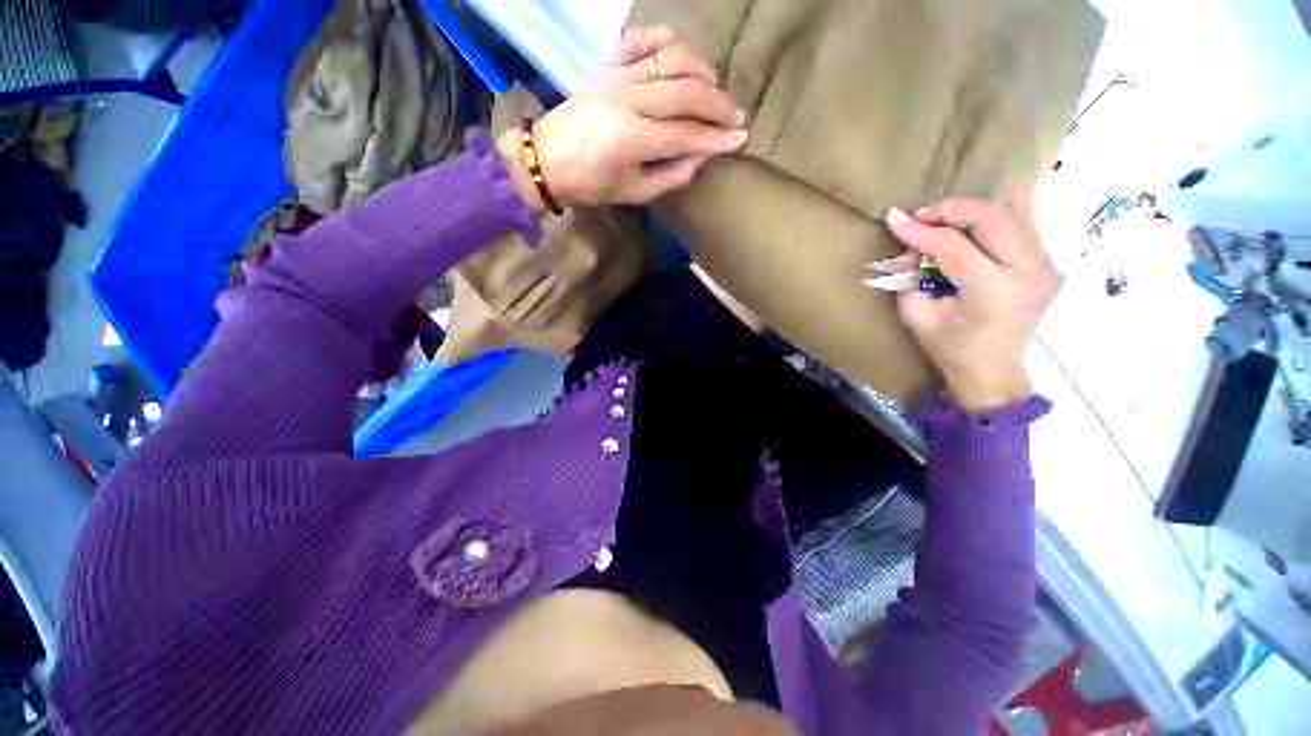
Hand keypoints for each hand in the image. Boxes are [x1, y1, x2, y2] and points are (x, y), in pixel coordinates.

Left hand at [497, 27, 746, 209]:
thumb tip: (701, 158)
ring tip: (713, 88)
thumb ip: (670, 176)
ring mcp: (618, 76)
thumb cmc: (590, 184)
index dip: (717, 138)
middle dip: (718, 104)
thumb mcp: (633, 193)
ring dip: (701, 70)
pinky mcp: (608, 66)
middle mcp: (629, 99)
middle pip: (686, 92)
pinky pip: (641, 40)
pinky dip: (665, 40)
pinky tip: (679, 55)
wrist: (547, 159)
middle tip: (735, 117)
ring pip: (671, 59)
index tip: (741, 139)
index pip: (687, 134)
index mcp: (633, 138)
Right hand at [885, 199, 1061, 413]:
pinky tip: (968, 229)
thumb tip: (908, 245)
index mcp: (994, 293)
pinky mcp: (1047, 263)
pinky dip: (990, 220)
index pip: (955, 247)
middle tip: (922, 216)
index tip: (894, 220)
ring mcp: (1045, 265)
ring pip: (1012, 213)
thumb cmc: (951, 349)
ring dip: (971, 211)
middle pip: (993, 217)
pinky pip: (1020, 225)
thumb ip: (909, 279)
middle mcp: (1029, 272)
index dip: (921, 231)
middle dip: (952, 210)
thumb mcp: (917, 317)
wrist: (993, 370)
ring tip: (942, 221)